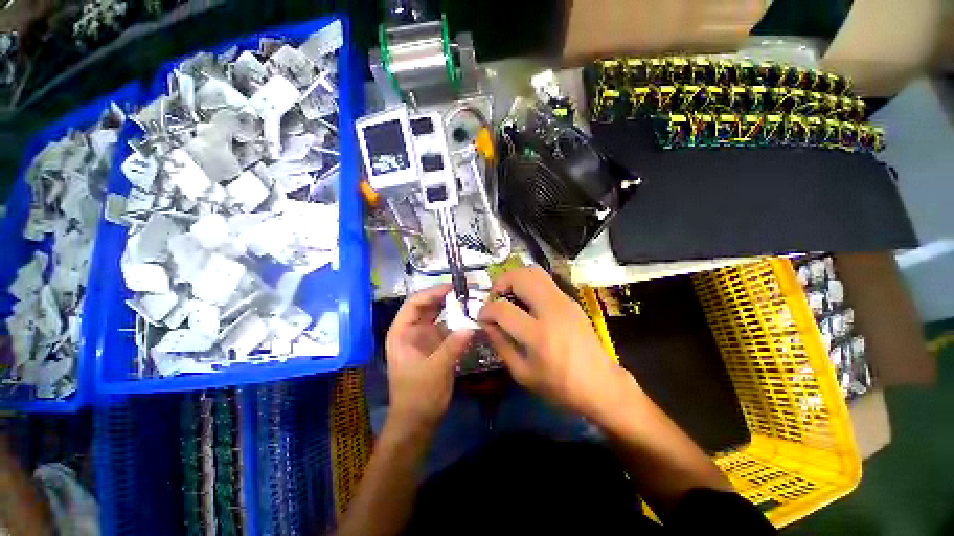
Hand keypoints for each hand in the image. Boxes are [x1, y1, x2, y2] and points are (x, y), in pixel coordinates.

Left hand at [385, 284, 473, 432]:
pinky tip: (471, 320)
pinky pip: (447, 329)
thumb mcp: (435, 371)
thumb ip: (452, 347)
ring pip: (438, 317)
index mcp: (402, 333)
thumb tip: (470, 326)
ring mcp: (424, 339)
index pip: (414, 303)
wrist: (417, 421)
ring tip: (470, 302)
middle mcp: (412, 332)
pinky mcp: (435, 346)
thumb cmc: (418, 396)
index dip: (432, 293)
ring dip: (452, 309)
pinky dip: (457, 323)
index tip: (452, 288)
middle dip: (444, 298)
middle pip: (427, 307)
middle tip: (466, 292)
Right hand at [478, 267, 631, 417]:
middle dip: (500, 283)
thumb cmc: (559, 386)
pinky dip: (529, 284)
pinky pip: (545, 281)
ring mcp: (564, 301)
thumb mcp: (522, 373)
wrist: (600, 385)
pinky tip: (527, 302)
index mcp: (538, 335)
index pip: (503, 309)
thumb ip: (500, 344)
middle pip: (520, 277)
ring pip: (534, 272)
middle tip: (495, 298)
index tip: (481, 317)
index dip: (486, 311)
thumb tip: (486, 323)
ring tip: (509, 295)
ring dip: (515, 279)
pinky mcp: (571, 300)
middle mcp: (552, 310)